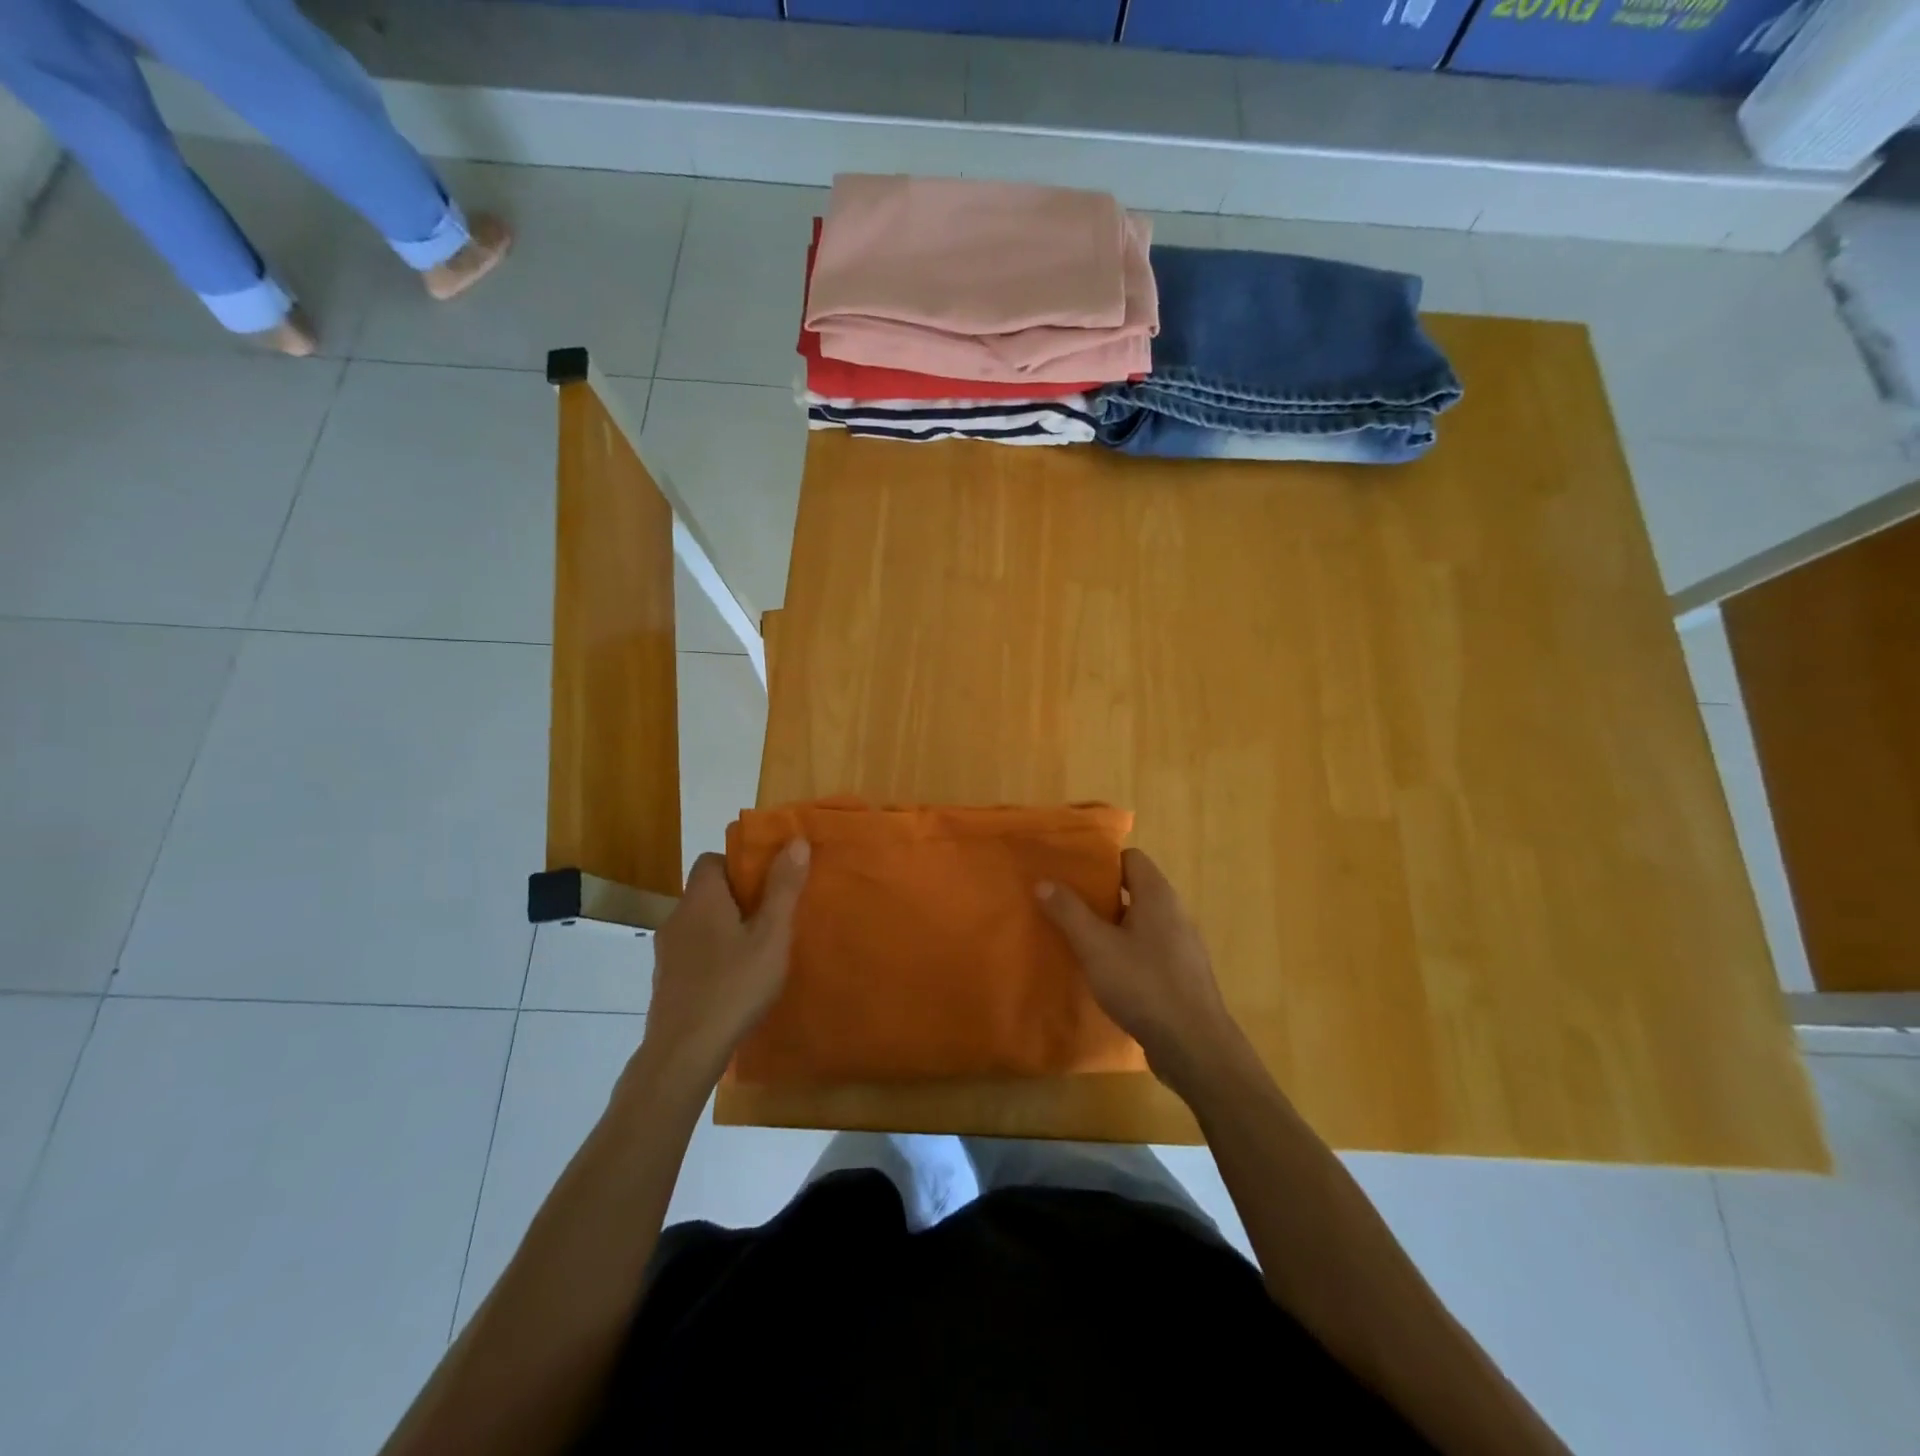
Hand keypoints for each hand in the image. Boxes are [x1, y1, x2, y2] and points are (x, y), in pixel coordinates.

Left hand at [638, 840, 809, 1086]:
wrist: (684, 1053)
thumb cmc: (734, 986)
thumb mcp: (771, 936)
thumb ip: (783, 888)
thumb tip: (795, 840)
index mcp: (701, 899)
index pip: (712, 860)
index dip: (740, 864)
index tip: (768, 881)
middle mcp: (677, 918)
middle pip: (707, 892)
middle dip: (739, 898)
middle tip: (773, 916)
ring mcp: (667, 953)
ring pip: (700, 924)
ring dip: (726, 928)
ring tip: (759, 949)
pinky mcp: (666, 982)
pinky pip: (693, 953)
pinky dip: (714, 956)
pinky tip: (736, 980)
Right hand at [1038, 848, 1241, 1095]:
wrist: (1194, 1046)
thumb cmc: (1143, 985)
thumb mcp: (1096, 947)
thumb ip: (1069, 912)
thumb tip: (1044, 882)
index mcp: (1158, 895)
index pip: (1131, 858)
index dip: (1101, 863)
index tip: (1071, 875)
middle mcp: (1174, 913)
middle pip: (1134, 889)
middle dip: (1100, 896)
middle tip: (1066, 907)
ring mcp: (1182, 945)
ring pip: (1141, 922)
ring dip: (1112, 927)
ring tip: (1079, 939)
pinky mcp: (1182, 975)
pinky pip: (1149, 949)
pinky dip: (1127, 952)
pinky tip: (1106, 973)